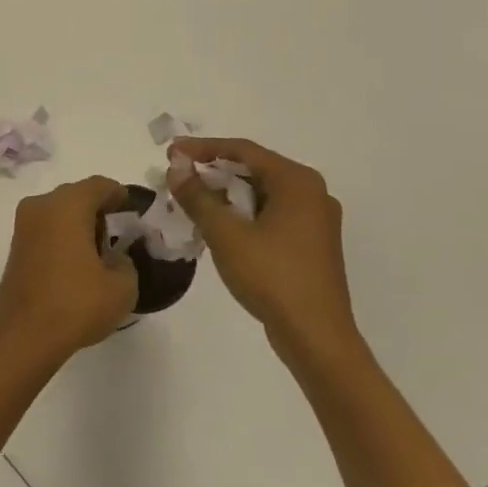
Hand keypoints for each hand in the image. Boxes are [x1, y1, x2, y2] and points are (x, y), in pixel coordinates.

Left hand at [0, 176, 137, 363]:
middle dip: (99, 209)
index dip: (119, 195)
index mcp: (67, 204)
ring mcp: (24, 225)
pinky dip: (63, 237)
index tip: (133, 210)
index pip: (99, 185)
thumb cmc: (76, 303)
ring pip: (59, 212)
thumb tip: (113, 257)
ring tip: (100, 252)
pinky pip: (47, 229)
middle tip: (120, 232)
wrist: (24, 335)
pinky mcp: (16, 247)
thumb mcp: (122, 286)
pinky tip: (78, 263)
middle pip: (76, 195)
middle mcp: (41, 205)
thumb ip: (125, 261)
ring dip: (79, 224)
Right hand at [168, 139, 358, 364]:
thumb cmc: (272, 277)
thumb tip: (176, 168)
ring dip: (226, 195)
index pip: (243, 150)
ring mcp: (315, 220)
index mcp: (297, 181)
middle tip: (179, 177)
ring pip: (261, 193)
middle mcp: (311, 193)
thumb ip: (198, 196)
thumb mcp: (226, 233)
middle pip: (254, 169)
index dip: (203, 148)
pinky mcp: (311, 244)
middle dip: (214, 172)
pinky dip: (243, 214)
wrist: (316, 338)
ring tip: (192, 202)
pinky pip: (271, 214)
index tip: (171, 153)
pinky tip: (219, 227)